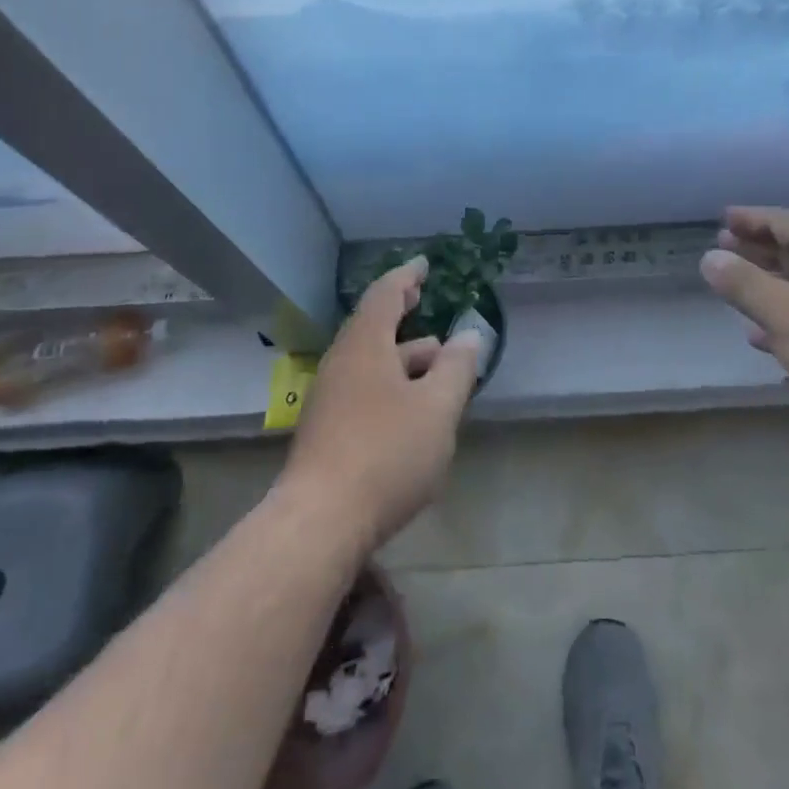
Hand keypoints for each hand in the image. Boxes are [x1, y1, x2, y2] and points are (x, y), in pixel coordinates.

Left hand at [282, 256, 481, 551]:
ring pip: (371, 363)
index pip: (385, 294)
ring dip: (403, 356)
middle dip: (402, 315)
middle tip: (424, 301)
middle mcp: (341, 363)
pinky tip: (412, 410)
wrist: (319, 524)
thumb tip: (469, 336)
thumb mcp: (437, 409)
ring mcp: (329, 399)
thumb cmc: (386, 453)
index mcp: (365, 345)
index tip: (424, 265)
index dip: (406, 276)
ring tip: (436, 364)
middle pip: (374, 327)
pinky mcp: (326, 432)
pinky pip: (364, 390)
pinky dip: (391, 384)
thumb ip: (457, 369)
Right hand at [700, 206, 788, 428]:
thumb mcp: (785, 314)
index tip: (723, 219)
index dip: (751, 219)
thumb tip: (710, 258)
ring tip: (741, 293)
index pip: (783, 220)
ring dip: (774, 284)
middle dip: (760, 249)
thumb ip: (744, 284)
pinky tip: (773, 339)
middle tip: (726, 249)